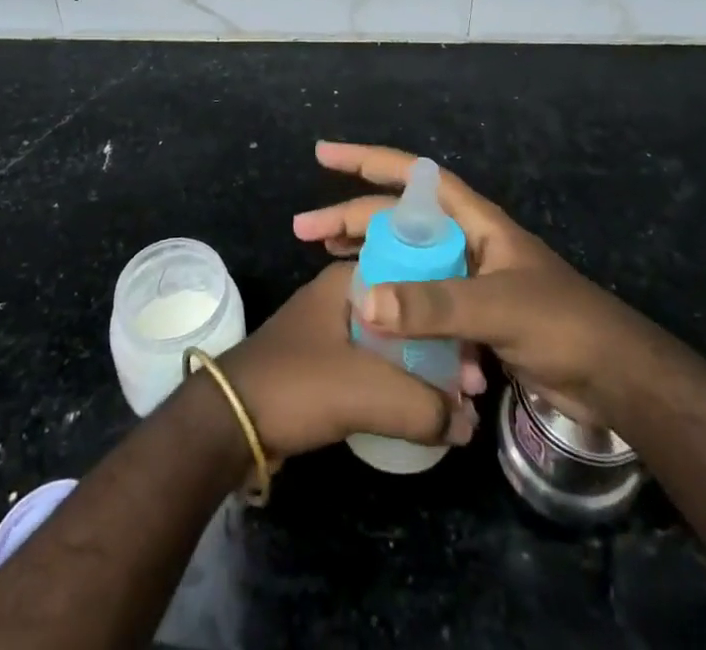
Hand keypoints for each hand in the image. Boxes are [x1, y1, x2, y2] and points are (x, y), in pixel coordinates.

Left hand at [217, 262, 479, 460]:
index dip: (450, 316)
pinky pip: (374, 367)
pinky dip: (398, 385)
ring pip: (391, 344)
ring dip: (422, 371)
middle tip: (473, 387)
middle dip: (441, 349)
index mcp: (349, 280)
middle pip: (406, 316)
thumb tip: (467, 424)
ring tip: (455, 406)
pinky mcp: (324, 363)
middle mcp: (341, 295)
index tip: (478, 354)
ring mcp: (330, 329)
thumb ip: (424, 406)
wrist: (227, 422)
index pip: (415, 281)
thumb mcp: (366, 392)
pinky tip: (420, 411)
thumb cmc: (297, 385)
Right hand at [293, 141, 643, 422]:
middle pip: (399, 220)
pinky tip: (370, 318)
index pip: (412, 175)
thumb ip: (432, 304)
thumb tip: (364, 298)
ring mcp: (468, 280)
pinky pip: (421, 302)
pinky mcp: (472, 318)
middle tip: (305, 231)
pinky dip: (395, 306)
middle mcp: (466, 242)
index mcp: (474, 221)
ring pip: (406, 260)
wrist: (613, 380)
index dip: (367, 159)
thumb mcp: (496, 307)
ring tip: (324, 260)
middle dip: (353, 218)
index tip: (324, 154)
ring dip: (368, 258)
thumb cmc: (560, 324)